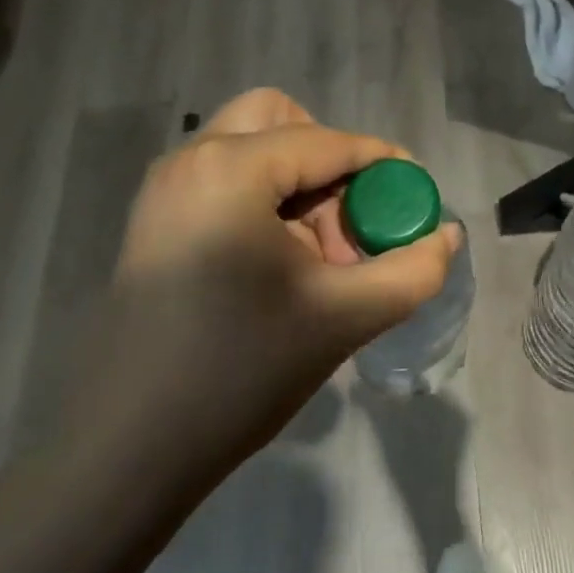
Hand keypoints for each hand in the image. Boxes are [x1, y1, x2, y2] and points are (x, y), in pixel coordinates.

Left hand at [60, 89, 460, 491]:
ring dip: (299, 183)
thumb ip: (412, 270)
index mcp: (230, 168)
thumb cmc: (240, 371)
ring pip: (251, 148)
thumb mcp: (343, 317)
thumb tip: (447, 235)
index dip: (383, 163)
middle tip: (351, 221)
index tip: (418, 197)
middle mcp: (190, 160)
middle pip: (280, 120)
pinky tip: (282, 266)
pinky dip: (266, 201)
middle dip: (329, 160)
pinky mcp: (155, 223)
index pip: (329, 142)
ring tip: (320, 257)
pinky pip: (226, 181)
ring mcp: (165, 191)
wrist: (126, 452)